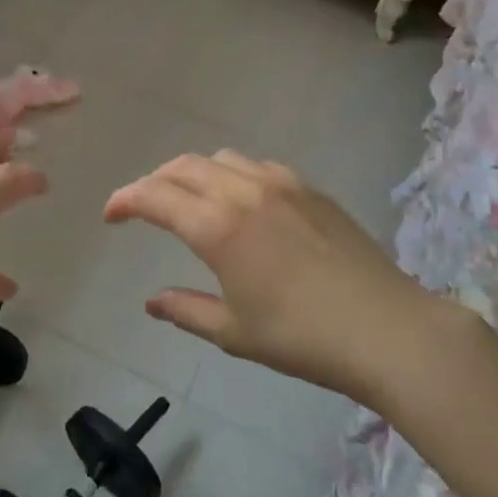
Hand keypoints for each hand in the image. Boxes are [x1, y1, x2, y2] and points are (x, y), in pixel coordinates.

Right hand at [103, 151, 453, 400]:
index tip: (111, 215)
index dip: (124, 200)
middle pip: (182, 166)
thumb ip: (186, 310)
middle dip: (153, 182)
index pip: (154, 196)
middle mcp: (243, 192)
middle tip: (142, 207)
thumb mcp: (234, 332)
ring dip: (192, 173)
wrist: (386, 329)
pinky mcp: (310, 188)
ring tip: (189, 200)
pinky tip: (240, 202)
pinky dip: (232, 175)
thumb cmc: (302, 338)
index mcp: (217, 227)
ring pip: (220, 159)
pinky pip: (257, 166)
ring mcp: (281, 184)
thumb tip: (152, 301)